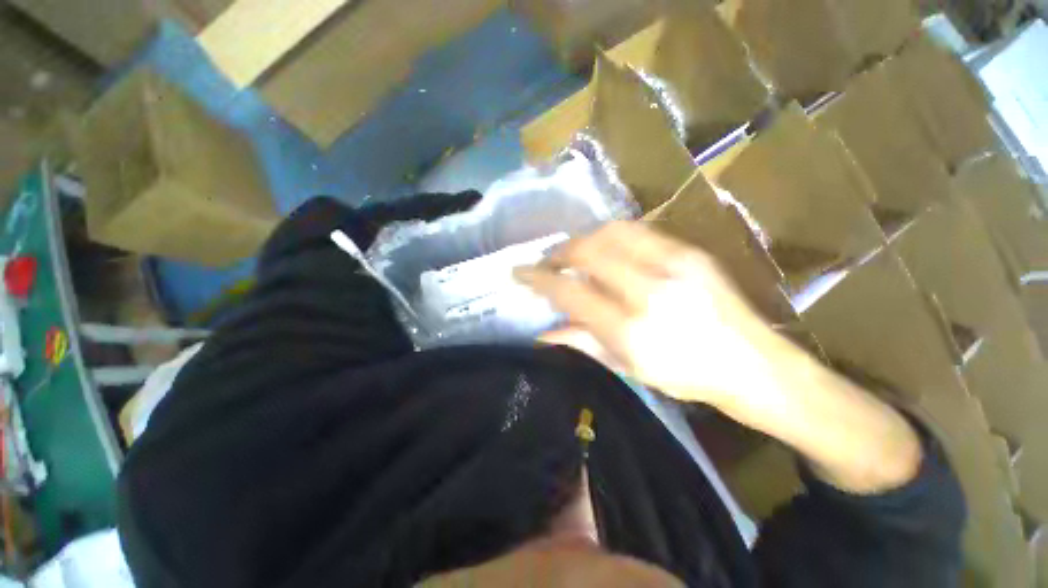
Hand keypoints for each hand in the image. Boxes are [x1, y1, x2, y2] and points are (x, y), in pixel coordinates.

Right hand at [515, 221, 789, 407]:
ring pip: (610, 232)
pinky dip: (610, 236)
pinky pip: (638, 231)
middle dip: (558, 252)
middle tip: (547, 261)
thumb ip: (582, 342)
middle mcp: (649, 291)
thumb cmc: (685, 376)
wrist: (753, 363)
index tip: (520, 272)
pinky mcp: (689, 252)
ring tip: (572, 253)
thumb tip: (543, 332)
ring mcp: (673, 265)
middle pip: (588, 251)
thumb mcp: (627, 367)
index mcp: (632, 329)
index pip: (570, 291)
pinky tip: (604, 249)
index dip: (539, 279)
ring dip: (583, 239)